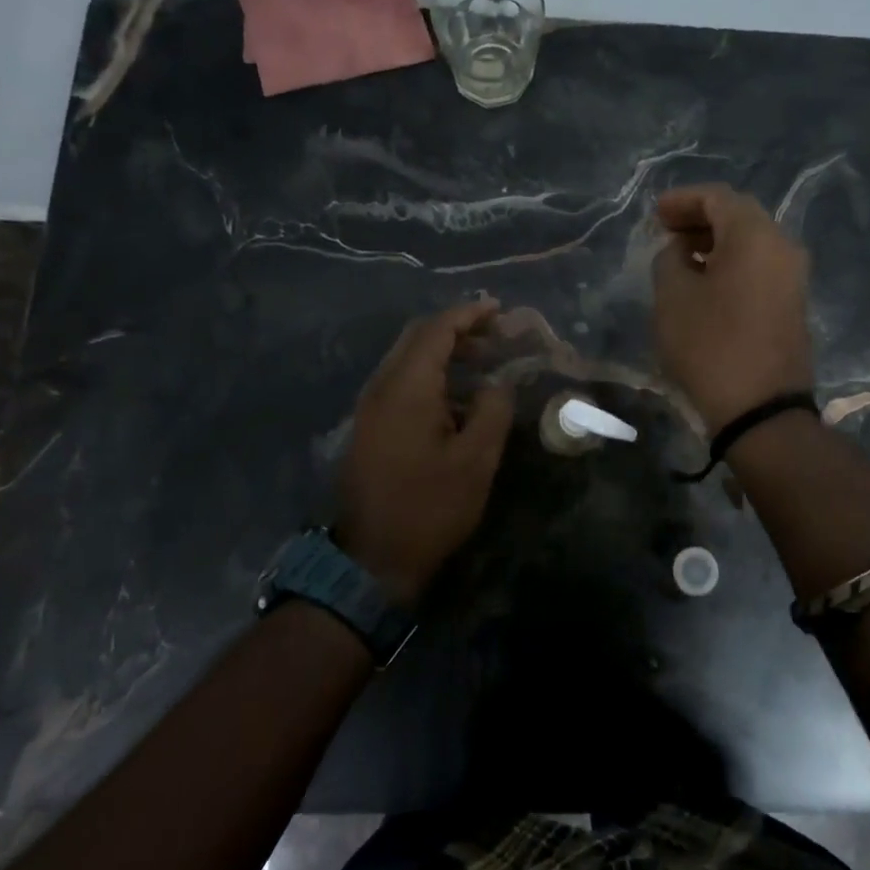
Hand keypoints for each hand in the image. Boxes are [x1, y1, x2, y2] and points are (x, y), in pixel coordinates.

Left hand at [336, 299, 515, 605]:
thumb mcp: (476, 460)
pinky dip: (430, 374)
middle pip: (417, 338)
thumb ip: (493, 410)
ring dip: (443, 352)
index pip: (437, 330)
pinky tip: (457, 396)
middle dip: (457, 329)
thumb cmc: (429, 507)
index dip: (469, 314)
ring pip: (407, 360)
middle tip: (495, 334)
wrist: (372, 560)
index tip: (499, 309)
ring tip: (483, 361)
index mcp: (407, 388)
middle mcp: (382, 387)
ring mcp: (370, 408)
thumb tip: (499, 383)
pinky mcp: (369, 427)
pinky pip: (401, 382)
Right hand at [651, 184, 813, 431]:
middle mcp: (782, 246)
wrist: (761, 410)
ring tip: (680, 256)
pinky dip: (731, 262)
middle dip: (700, 218)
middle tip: (666, 230)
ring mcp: (793, 276)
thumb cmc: (710, 346)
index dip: (682, 200)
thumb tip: (681, 250)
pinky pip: (760, 265)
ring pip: (751, 242)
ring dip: (715, 241)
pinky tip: (705, 280)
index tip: (655, 214)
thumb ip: (669, 259)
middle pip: (739, 215)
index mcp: (755, 236)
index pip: (717, 198)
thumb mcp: (673, 298)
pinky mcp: (792, 302)